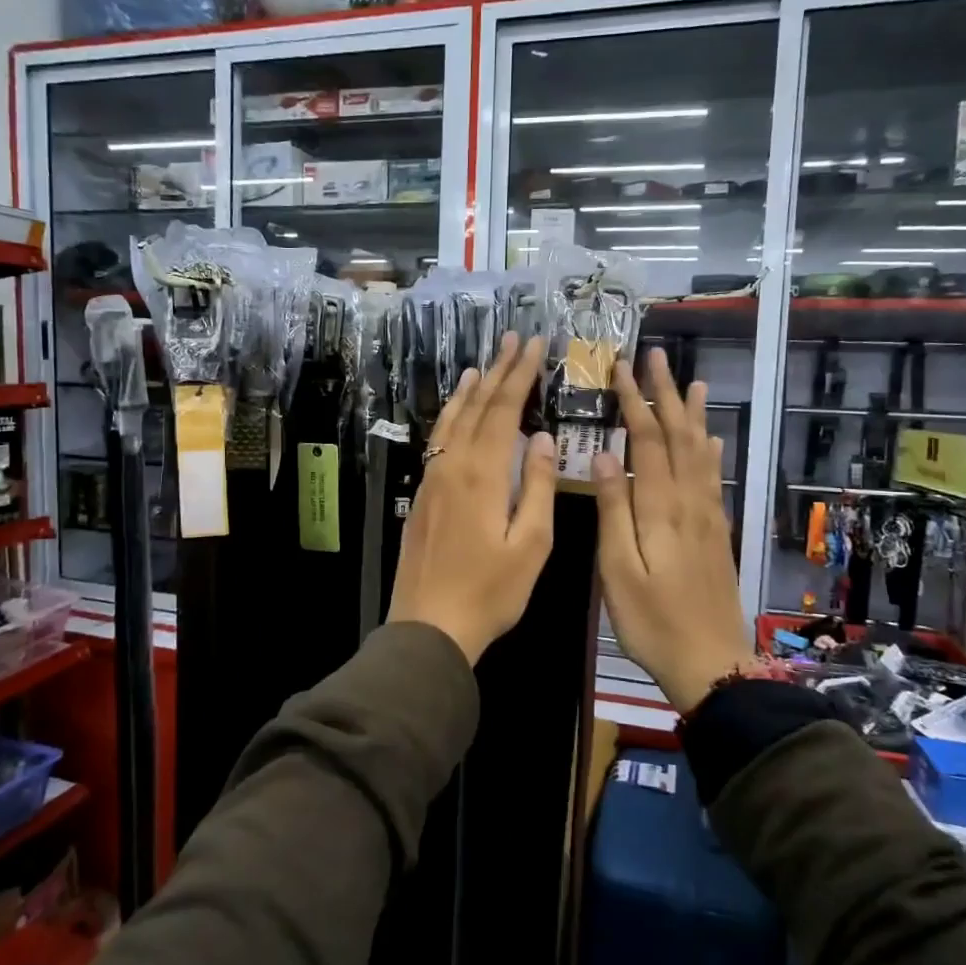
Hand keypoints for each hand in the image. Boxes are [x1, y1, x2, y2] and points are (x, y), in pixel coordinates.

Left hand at [388, 333, 556, 664]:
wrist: (428, 626)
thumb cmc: (490, 592)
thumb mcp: (531, 545)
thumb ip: (539, 487)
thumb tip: (543, 438)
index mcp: (483, 475)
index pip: (504, 410)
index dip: (520, 374)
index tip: (535, 344)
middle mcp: (452, 466)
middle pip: (477, 407)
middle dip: (498, 371)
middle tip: (513, 339)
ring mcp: (432, 478)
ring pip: (452, 420)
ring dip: (470, 390)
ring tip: (484, 364)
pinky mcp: (422, 494)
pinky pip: (438, 440)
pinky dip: (451, 416)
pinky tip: (457, 414)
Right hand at [593, 349, 752, 713]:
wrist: (712, 664)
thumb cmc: (652, 622)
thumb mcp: (618, 571)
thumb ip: (613, 511)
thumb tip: (604, 455)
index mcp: (661, 508)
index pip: (646, 440)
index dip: (634, 402)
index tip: (620, 369)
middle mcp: (690, 502)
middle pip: (678, 436)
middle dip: (664, 394)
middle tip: (654, 357)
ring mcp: (709, 516)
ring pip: (701, 452)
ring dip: (692, 414)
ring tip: (690, 382)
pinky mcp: (717, 532)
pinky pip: (714, 477)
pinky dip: (711, 450)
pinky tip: (711, 439)